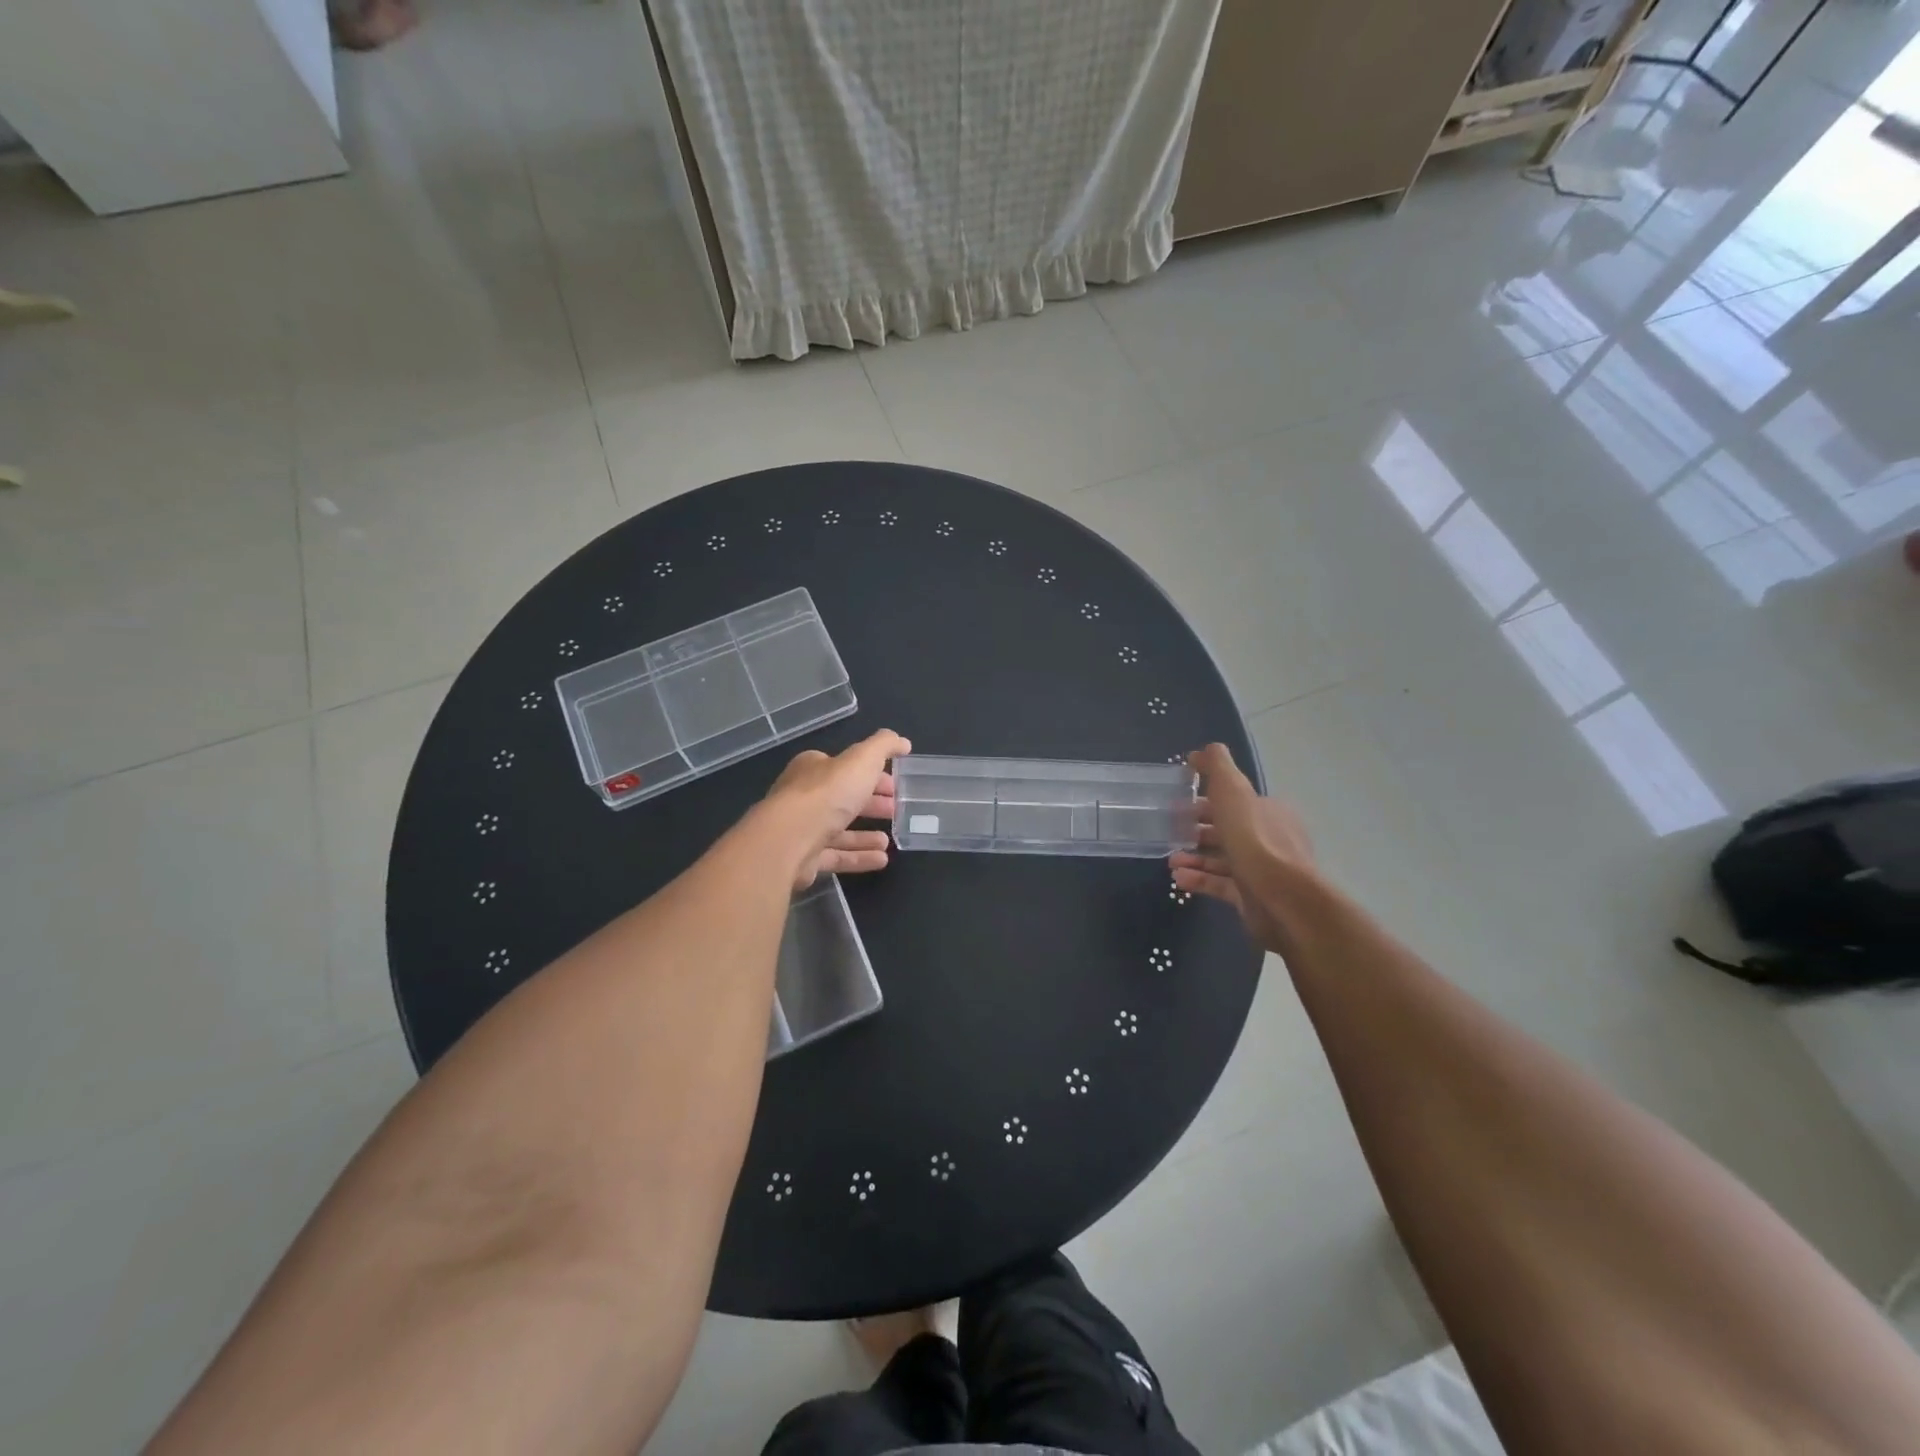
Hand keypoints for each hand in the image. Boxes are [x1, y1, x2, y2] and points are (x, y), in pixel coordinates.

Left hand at [763, 730, 910, 889]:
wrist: (790, 839)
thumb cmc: (827, 793)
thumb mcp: (862, 759)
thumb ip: (883, 746)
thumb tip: (903, 741)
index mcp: (813, 768)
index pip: (845, 769)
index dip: (872, 775)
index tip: (895, 786)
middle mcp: (804, 796)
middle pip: (843, 799)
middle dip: (871, 804)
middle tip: (895, 811)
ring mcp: (802, 829)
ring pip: (839, 831)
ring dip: (865, 835)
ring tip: (889, 841)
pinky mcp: (804, 858)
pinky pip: (836, 856)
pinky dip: (859, 857)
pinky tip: (882, 860)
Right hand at [1171, 742, 1315, 953]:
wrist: (1281, 897)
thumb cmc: (1254, 838)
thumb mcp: (1233, 790)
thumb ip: (1217, 766)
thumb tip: (1201, 751)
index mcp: (1267, 811)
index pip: (1234, 802)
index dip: (1205, 801)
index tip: (1178, 804)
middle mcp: (1268, 838)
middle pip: (1226, 830)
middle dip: (1196, 831)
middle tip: (1169, 833)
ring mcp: (1261, 870)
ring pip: (1221, 859)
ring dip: (1194, 857)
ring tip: (1171, 860)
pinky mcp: (1252, 897)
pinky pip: (1220, 885)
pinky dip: (1199, 879)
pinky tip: (1178, 878)